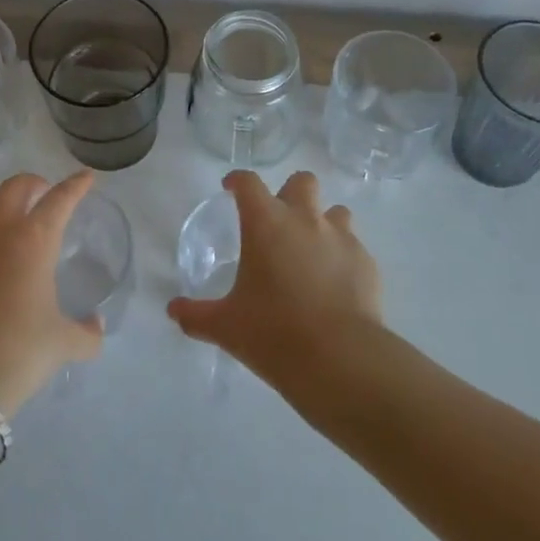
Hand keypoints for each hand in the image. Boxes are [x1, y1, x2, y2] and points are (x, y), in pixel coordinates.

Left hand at [0, 171, 103, 414]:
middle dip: (34, 184)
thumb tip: (96, 326)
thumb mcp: (62, 344)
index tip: (86, 177)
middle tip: (46, 195)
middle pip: (15, 187)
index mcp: (33, 240)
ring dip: (7, 213)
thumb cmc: (18, 352)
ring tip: (20, 235)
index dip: (75, 186)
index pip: (59, 200)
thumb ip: (87, 333)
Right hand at [167, 170, 382, 384]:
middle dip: (290, 193)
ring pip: (335, 211)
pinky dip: (343, 257)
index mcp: (266, 223)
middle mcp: (305, 219)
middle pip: (301, 181)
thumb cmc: (273, 333)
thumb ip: (196, 315)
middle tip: (278, 221)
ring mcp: (341, 238)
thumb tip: (173, 311)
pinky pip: (354, 247)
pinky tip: (336, 284)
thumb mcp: (226, 326)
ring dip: (322, 222)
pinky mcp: (367, 263)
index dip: (238, 181)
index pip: (249, 182)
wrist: (340, 359)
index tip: (231, 188)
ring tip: (312, 251)